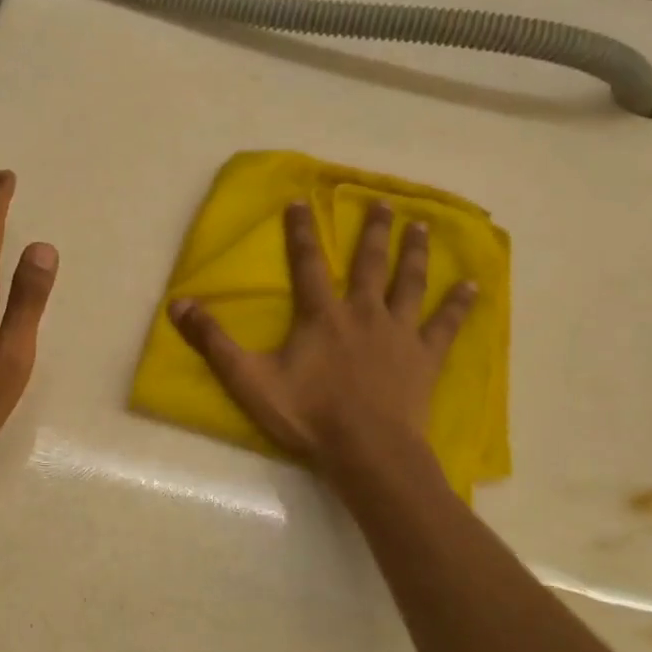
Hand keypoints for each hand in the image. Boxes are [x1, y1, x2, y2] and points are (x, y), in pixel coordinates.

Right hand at [168, 199, 474, 468]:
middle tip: (382, 202)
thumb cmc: (307, 414)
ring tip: (421, 226)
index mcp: (321, 315)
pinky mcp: (425, 357)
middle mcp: (362, 312)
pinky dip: (459, 304)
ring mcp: (398, 333)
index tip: (302, 201)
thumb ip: (213, 341)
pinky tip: (473, 286)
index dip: (302, 232)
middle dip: (373, 231)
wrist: (367, 450)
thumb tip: (178, 304)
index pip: (307, 263)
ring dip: (413, 254)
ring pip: (408, 283)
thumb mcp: (248, 379)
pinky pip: (446, 324)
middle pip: (368, 263)